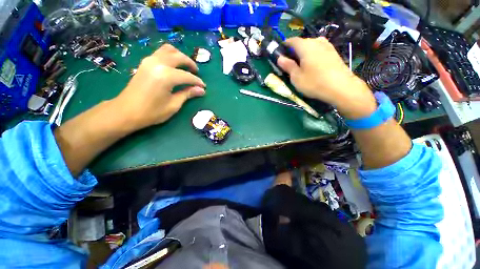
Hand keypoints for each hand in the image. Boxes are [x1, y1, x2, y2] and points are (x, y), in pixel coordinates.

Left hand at [115, 44, 205, 128]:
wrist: (126, 112)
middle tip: (197, 74)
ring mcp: (149, 61)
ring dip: (180, 56)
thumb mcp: (173, 105)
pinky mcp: (145, 63)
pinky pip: (160, 53)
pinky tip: (174, 66)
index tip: (203, 87)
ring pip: (169, 50)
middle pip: (179, 57)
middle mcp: (158, 63)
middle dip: (191, 64)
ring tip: (186, 67)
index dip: (197, 82)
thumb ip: (187, 94)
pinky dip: (170, 56)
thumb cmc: (152, 112)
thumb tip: (201, 90)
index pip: (187, 76)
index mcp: (166, 76)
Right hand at [277, 37, 376, 118]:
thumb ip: (288, 66)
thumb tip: (280, 58)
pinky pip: (319, 50)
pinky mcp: (334, 53)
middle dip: (295, 51)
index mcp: (305, 46)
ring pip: (311, 46)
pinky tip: (313, 66)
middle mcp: (317, 41)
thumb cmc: (314, 82)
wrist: (341, 87)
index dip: (285, 45)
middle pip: (302, 43)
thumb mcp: (296, 77)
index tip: (280, 53)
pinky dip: (313, 55)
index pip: (292, 40)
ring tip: (302, 65)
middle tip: (290, 63)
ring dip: (304, 53)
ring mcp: (327, 46)